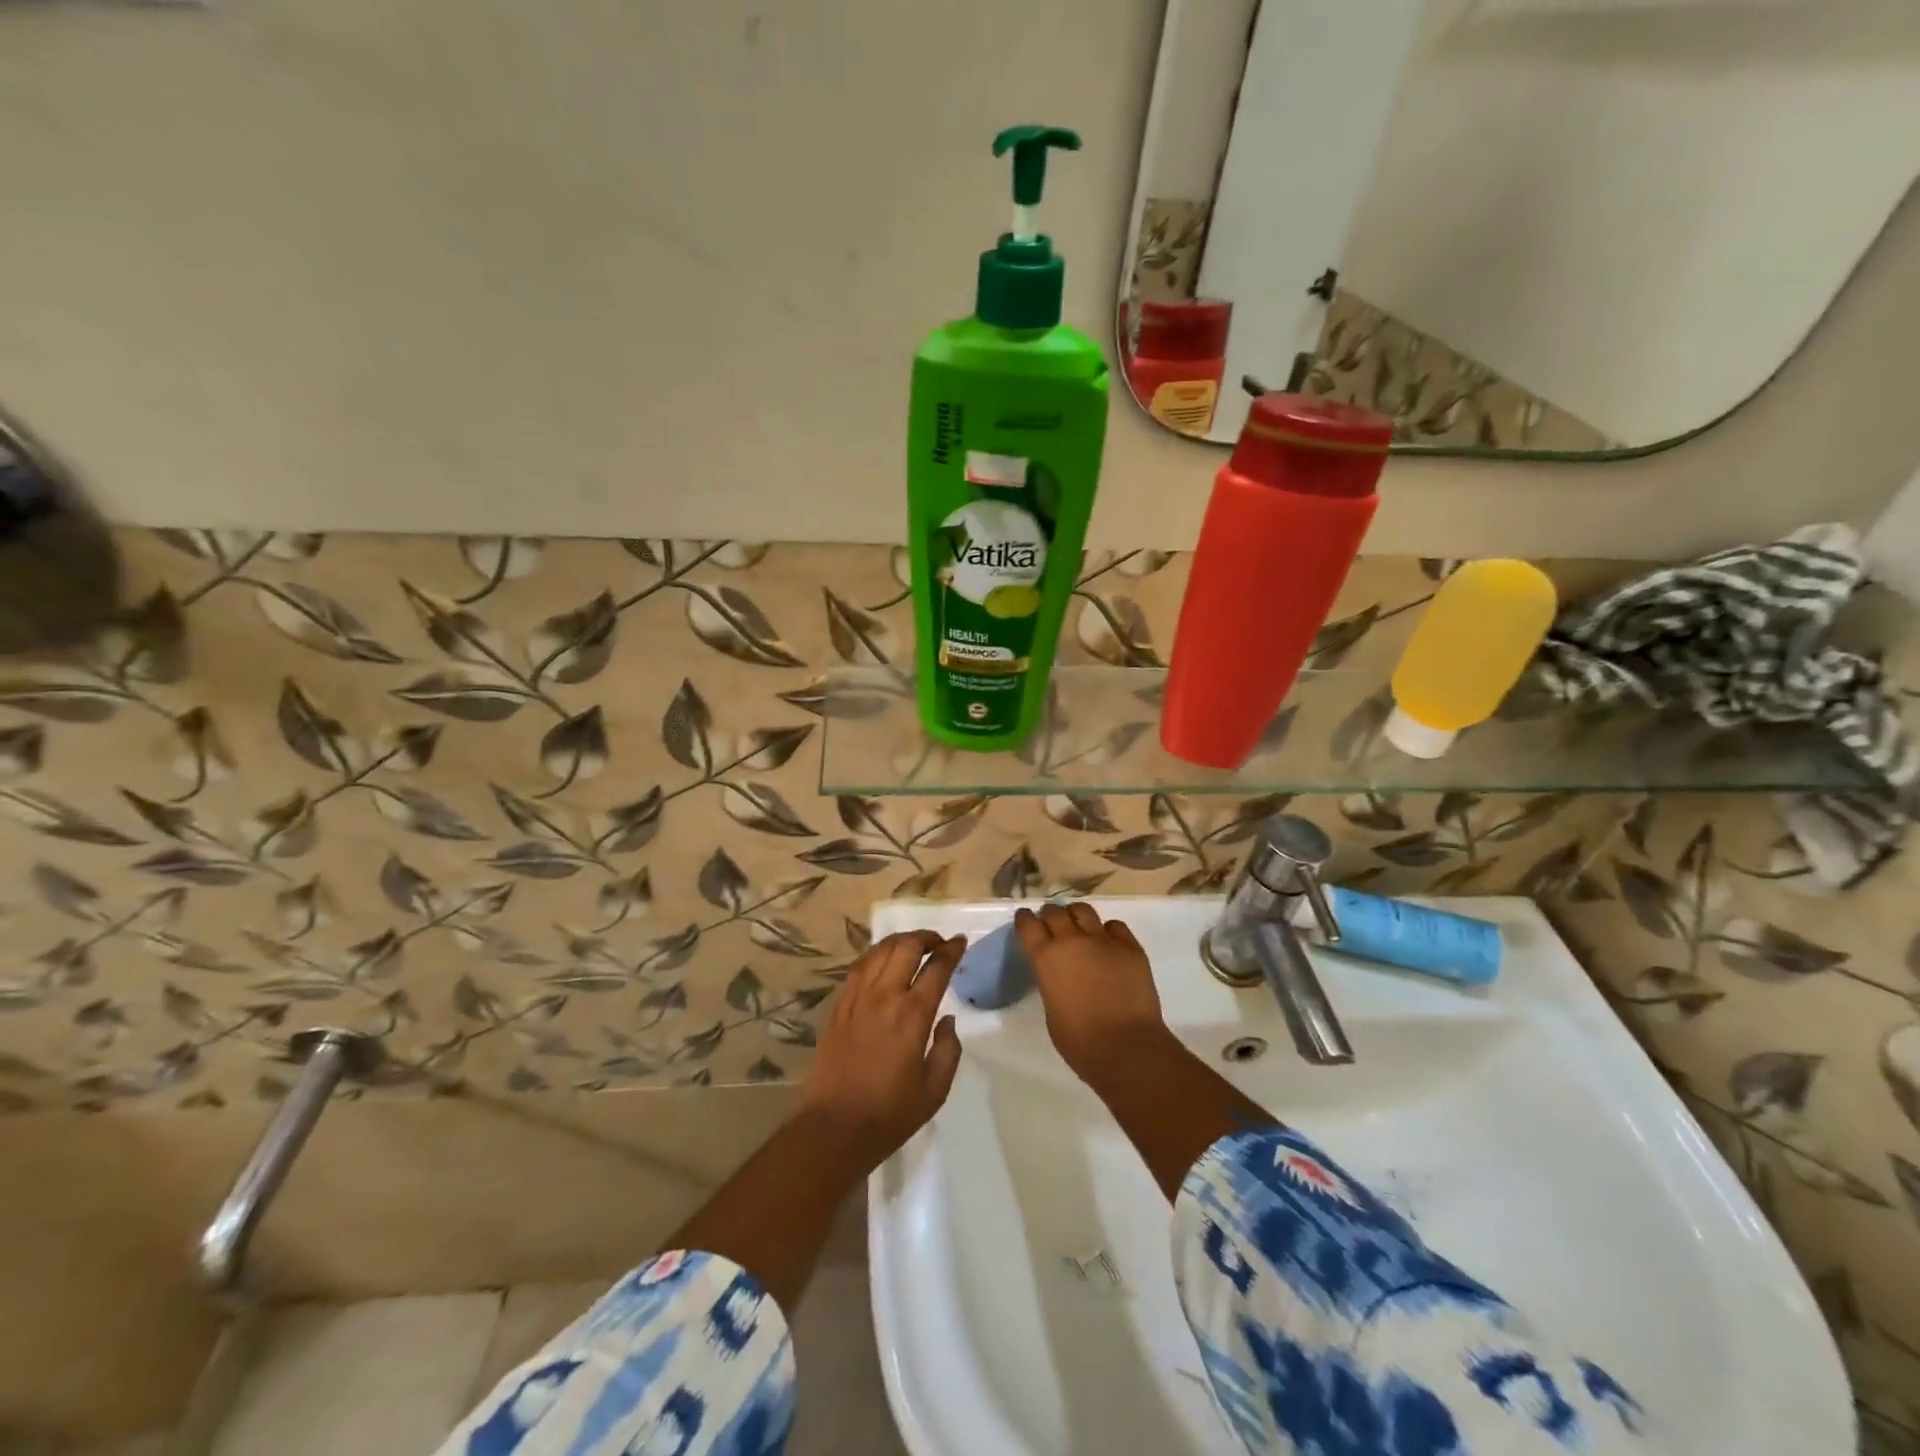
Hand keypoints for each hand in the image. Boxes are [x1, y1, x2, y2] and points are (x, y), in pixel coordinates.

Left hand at [802, 930, 965, 1171]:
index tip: (960, 942)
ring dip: (900, 942)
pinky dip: (876, 955)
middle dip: (926, 938)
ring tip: (913, 946)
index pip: (937, 968)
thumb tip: (948, 1019)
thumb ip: (948, 1049)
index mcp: (913, 1014)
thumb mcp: (935, 1089)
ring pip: (880, 951)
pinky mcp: (839, 1006)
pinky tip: (883, 961)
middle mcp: (885, 996)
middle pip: (906, 947)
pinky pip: (859, 967)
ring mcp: (857, 998)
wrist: (835, 1127)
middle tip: (939, 943)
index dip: (951, 950)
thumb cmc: (890, 1113)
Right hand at [1012, 904, 1173, 1089]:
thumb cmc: (1079, 1041)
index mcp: (1045, 958)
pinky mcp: (1130, 947)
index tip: (1025, 920)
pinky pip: (1115, 926)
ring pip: (1084, 911)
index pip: (1028, 924)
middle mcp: (1071, 941)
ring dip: (1077, 917)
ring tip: (1080, 928)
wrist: (1126, 1047)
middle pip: (1055, 912)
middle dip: (1051, 916)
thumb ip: (1051, 981)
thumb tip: (1060, 974)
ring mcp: (1103, 940)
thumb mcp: (1051, 1009)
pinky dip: (1108, 931)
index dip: (1025, 920)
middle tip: (1053, 926)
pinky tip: (1109, 944)